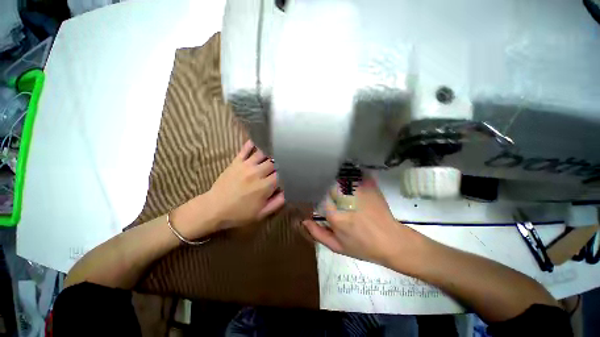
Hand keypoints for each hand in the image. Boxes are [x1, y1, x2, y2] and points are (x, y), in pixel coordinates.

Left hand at [207, 140, 284, 228]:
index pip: (281, 174)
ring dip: (271, 152)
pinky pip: (245, 149)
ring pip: (263, 153)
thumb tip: (288, 192)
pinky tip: (259, 140)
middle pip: (274, 162)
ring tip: (277, 149)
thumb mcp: (261, 214)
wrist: (214, 208)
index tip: (291, 172)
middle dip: (281, 162)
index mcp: (265, 186)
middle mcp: (257, 173)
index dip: (288, 172)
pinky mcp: (236, 162)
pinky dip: (252, 143)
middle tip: (285, 161)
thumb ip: (277, 203)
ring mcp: (246, 165)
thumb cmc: (239, 213)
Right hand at [302, 176, 416, 265]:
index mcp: (336, 216)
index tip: (314, 194)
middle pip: (328, 185)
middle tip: (323, 187)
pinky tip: (347, 176)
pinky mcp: (370, 187)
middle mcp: (346, 201)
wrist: (391, 241)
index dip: (315, 194)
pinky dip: (349, 173)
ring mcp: (359, 192)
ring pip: (340, 177)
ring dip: (335, 177)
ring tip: (333, 179)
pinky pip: (355, 174)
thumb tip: (304, 221)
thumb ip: (318, 233)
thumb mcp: (337, 246)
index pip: (318, 197)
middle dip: (324, 185)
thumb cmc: (363, 247)